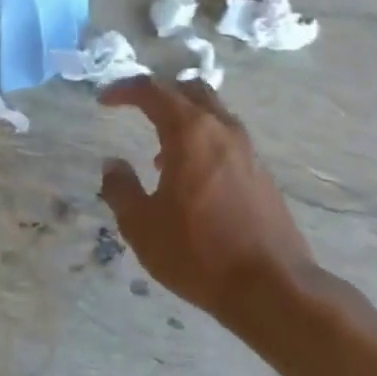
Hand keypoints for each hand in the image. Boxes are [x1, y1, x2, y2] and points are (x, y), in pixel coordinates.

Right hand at [98, 77, 313, 322]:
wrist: (271, 285)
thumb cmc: (197, 252)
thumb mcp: (142, 225)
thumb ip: (121, 189)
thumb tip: (112, 165)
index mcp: (190, 133)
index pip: (153, 92)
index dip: (125, 90)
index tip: (105, 101)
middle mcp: (223, 130)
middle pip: (191, 91)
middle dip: (161, 93)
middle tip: (136, 109)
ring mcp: (249, 151)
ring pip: (214, 114)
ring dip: (184, 120)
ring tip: (159, 153)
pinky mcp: (262, 174)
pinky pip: (227, 140)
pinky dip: (203, 143)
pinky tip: (190, 179)